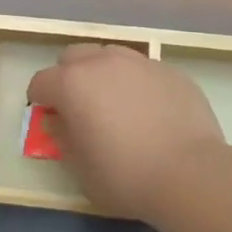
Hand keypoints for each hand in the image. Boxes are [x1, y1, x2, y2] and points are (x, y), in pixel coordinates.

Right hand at [26, 44, 227, 221]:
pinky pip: (143, 70)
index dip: (40, 101)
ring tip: (115, 103)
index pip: (40, 82)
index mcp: (71, 83)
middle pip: (73, 57)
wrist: (191, 175)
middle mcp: (102, 63)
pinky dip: (136, 83)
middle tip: (79, 106)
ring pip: (109, 56)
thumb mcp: (79, 167)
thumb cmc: (124, 176)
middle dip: (68, 76)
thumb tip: (58, 121)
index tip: (49, 118)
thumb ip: (62, 137)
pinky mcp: (172, 72)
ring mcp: (140, 63)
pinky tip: (149, 110)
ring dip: (103, 73)